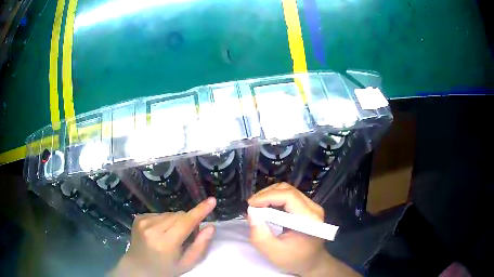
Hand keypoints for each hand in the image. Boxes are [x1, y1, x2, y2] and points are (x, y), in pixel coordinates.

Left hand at [109, 197, 215, 276]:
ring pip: (170, 213)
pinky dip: (165, 221)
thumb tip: (210, 227)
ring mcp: (143, 221)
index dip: (200, 211)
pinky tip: (160, 232)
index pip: (186, 222)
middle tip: (186, 237)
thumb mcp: (186, 263)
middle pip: (179, 215)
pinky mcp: (139, 217)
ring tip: (171, 236)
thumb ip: (200, 246)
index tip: (212, 201)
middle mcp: (152, 229)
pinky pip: (160, 213)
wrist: (138, 266)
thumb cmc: (165, 269)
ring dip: (176, 221)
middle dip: (187, 222)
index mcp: (165, 243)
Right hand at [247, 183, 359, 276]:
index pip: (289, 196)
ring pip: (288, 191)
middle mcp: (314, 208)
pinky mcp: (308, 208)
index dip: (267, 196)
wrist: (312, 263)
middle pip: (288, 190)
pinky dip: (275, 200)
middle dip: (267, 194)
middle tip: (252, 206)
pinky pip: (290, 197)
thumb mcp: (273, 252)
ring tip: (257, 207)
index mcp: (309, 219)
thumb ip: (260, 235)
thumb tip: (251, 213)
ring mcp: (312, 207)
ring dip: (270, 196)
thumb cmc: (294, 260)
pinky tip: (267, 209)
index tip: (250, 204)